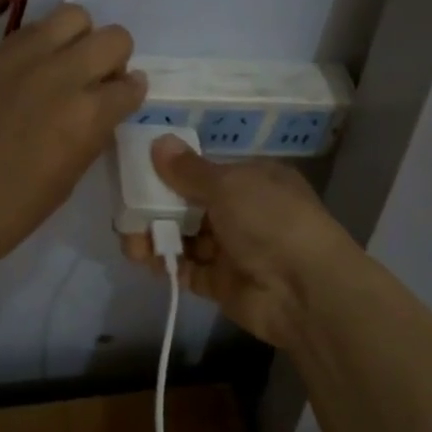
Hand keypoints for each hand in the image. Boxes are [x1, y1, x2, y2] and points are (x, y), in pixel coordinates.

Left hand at [0, 5, 145, 262]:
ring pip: (72, 16)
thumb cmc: (19, 206)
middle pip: (113, 38)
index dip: (129, 93)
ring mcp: (22, 60)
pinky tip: (26, 72)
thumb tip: (108, 101)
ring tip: (62, 63)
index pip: (132, 84)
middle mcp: (62, 76)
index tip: (119, 99)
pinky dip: (39, 46)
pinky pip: (28, 32)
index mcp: (88, 115)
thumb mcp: (74, 171)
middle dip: (113, 58)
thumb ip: (96, 128)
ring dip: (78, 39)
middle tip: (95, 78)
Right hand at [123, 134, 356, 346]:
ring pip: (185, 238)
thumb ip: (188, 170)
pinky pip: (188, 269)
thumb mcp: (228, 185)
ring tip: (132, 243)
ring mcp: (233, 249)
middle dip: (157, 209)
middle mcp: (244, 211)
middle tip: (126, 214)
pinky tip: (147, 261)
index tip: (138, 176)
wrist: (305, 290)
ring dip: (157, 237)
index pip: (205, 172)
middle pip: (190, 206)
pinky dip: (168, 265)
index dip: (171, 173)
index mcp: (253, 179)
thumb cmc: (269, 220)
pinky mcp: (222, 283)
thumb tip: (159, 141)